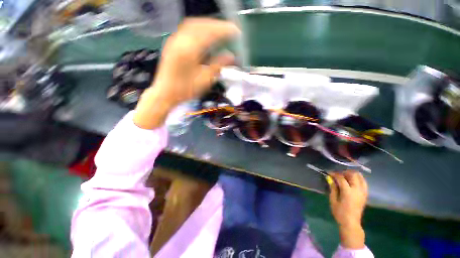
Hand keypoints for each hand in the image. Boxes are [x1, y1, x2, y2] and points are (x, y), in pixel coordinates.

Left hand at [134, 18, 239, 128]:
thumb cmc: (186, 90)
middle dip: (217, 26)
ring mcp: (174, 41)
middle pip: (201, 25)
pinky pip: (187, 30)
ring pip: (193, 25)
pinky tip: (205, 35)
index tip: (236, 31)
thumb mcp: (205, 80)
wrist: (166, 93)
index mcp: (189, 51)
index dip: (224, 30)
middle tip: (229, 31)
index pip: (209, 33)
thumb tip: (231, 56)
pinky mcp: (172, 43)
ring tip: (219, 31)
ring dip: (208, 26)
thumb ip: (218, 65)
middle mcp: (180, 41)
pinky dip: (199, 29)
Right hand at [329, 170, 367, 248]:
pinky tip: (352, 181)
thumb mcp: (333, 200)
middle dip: (344, 172)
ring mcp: (363, 192)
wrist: (351, 223)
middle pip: (353, 175)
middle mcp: (357, 190)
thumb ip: (333, 188)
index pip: (341, 178)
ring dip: (353, 174)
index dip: (334, 174)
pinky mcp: (365, 195)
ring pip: (361, 177)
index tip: (329, 173)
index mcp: (348, 192)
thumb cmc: (339, 212)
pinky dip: (358, 179)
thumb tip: (329, 178)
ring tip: (345, 176)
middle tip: (338, 174)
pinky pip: (364, 183)